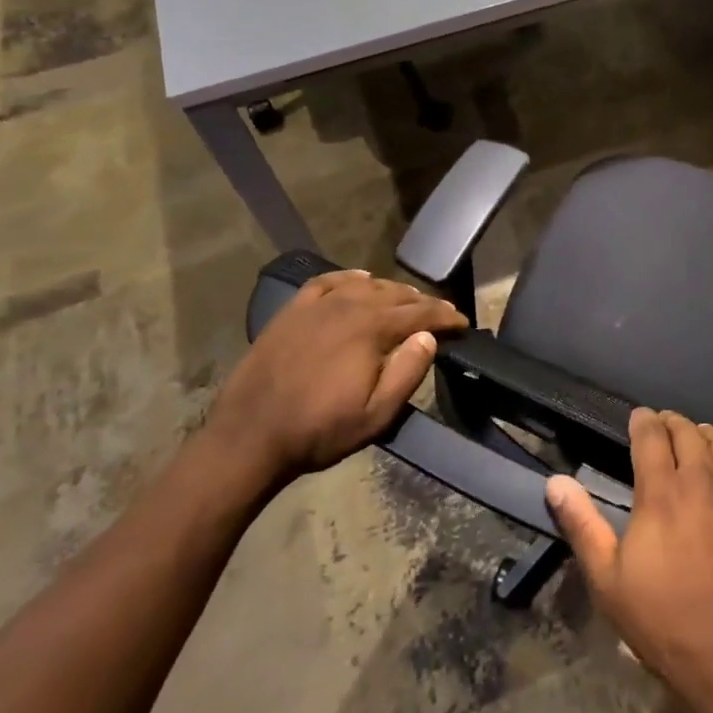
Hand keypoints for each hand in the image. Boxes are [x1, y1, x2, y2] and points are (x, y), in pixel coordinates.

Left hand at [208, 270, 467, 493]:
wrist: (250, 435)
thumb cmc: (319, 430)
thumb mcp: (375, 415)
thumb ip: (407, 372)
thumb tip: (428, 337)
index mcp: (371, 329)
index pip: (421, 313)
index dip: (446, 317)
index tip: (463, 324)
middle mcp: (348, 305)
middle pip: (396, 294)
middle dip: (423, 303)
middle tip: (441, 315)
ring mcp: (317, 304)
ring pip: (366, 284)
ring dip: (392, 291)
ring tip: (406, 301)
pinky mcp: (293, 310)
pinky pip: (328, 281)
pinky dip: (350, 278)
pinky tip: (359, 280)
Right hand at [545, 408, 712, 712]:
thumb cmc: (668, 626)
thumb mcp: (610, 583)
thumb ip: (582, 526)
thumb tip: (555, 482)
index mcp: (660, 493)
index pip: (650, 436)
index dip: (642, 421)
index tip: (638, 418)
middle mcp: (702, 480)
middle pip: (687, 432)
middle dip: (672, 424)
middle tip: (665, 428)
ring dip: (705, 436)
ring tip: (698, 440)